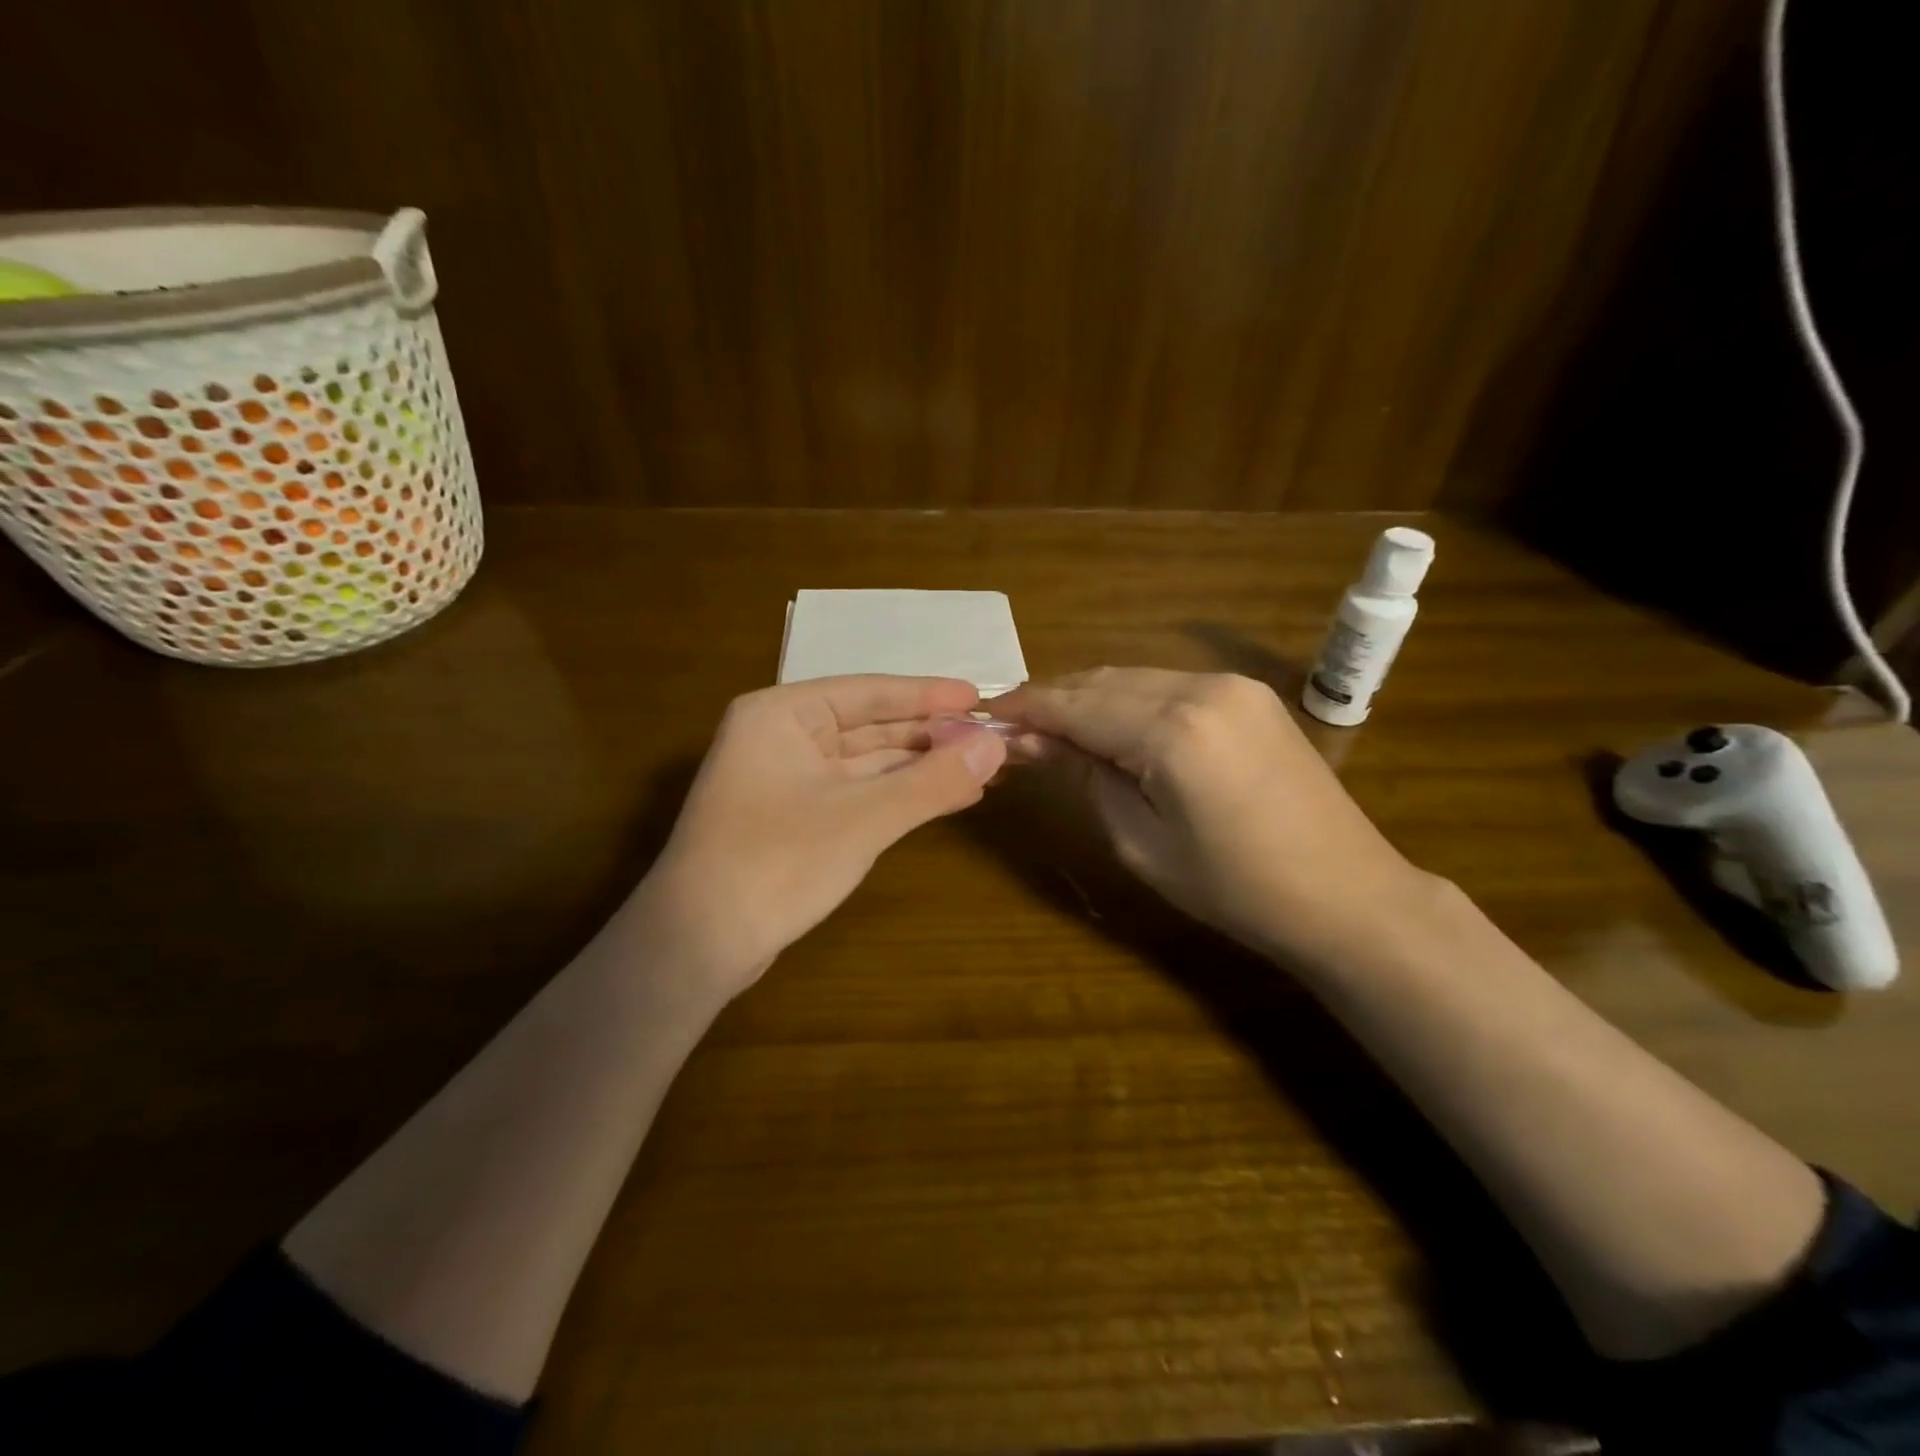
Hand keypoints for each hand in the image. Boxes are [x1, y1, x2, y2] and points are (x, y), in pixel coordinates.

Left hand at [631, 676, 1007, 996]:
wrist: (696, 946)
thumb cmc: (776, 863)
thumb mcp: (863, 818)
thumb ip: (932, 781)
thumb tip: (997, 745)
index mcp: (784, 714)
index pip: (870, 692)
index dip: (930, 695)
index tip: (981, 697)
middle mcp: (783, 737)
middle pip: (872, 726)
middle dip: (931, 736)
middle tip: (993, 739)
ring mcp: (787, 780)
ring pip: (869, 763)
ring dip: (922, 768)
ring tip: (983, 769)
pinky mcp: (796, 819)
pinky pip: (859, 794)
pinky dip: (901, 796)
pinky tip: (947, 798)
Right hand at [994, 668, 1430, 964]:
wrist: (1345, 894)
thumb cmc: (1234, 888)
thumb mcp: (1140, 841)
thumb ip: (1085, 778)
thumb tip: (1031, 740)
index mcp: (1172, 731)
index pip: (1076, 706)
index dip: (1026, 709)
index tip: (986, 715)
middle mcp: (1200, 688)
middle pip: (1102, 681)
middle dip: (1053, 699)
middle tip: (1012, 724)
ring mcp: (1231, 684)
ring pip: (1134, 677)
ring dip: (1088, 696)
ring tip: (1052, 726)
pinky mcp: (1250, 693)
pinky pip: (1168, 684)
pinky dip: (1129, 699)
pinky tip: (1110, 723)